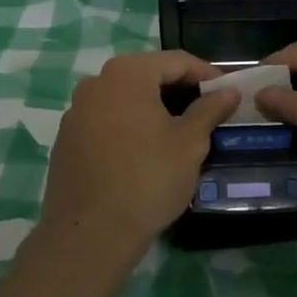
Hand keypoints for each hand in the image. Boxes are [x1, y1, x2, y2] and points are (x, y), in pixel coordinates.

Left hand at [41, 51, 240, 263]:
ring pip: (125, 98)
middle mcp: (96, 82)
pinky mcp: (67, 138)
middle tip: (208, 111)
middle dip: (180, 90)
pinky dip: (129, 125)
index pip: (176, 61)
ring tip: (180, 132)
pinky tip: (145, 152)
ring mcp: (77, 110)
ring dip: (154, 108)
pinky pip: (106, 119)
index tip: (228, 92)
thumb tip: (229, 91)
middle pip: (148, 75)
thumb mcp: (190, 144)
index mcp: (128, 73)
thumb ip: (210, 110)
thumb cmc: (147, 180)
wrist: (89, 235)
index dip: (207, 74)